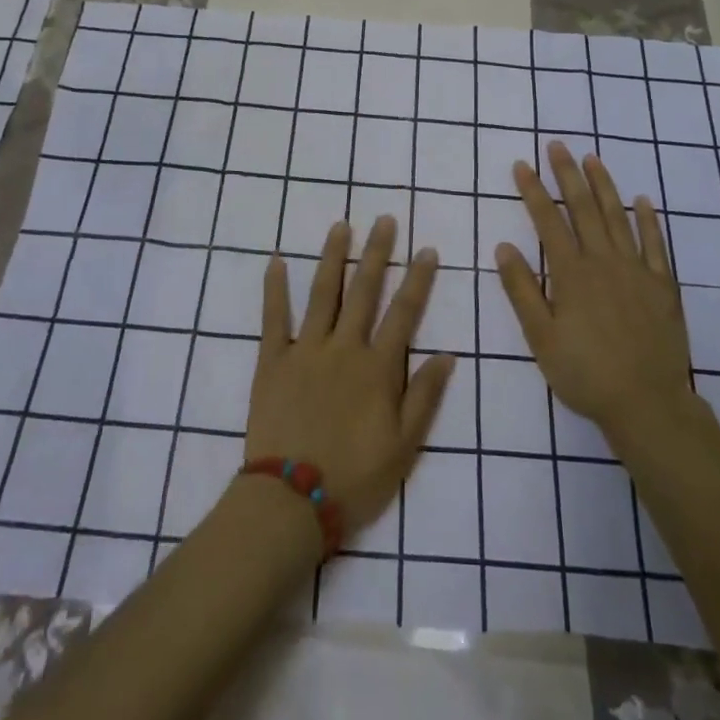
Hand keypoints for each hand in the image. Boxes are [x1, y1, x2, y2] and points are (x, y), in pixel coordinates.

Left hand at [246, 216, 455, 534]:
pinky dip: (274, 288)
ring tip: (341, 226)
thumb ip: (425, 397)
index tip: (427, 250)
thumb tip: (447, 354)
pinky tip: (275, 260)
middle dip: (377, 253)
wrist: (291, 500)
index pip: (404, 313)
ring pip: (323, 293)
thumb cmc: (355, 477)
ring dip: (333, 257)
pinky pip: (273, 317)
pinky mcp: (272, 360)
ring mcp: (305, 349)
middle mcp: (344, 347)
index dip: (418, 280)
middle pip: (365, 291)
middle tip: (385, 220)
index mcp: (377, 368)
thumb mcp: (404, 447)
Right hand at [495, 142, 698, 444]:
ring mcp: (637, 270)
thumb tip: (503, 246)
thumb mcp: (540, 338)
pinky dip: (648, 219)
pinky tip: (643, 200)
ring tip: (592, 159)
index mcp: (571, 274)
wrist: (648, 404)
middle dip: (567, 174)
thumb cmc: (585, 374)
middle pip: (584, 209)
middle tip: (557, 145)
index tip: (522, 165)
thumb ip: (522, 290)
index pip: (548, 221)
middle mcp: (604, 262)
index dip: (533, 191)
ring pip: (618, 217)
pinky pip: (656, 243)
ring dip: (604, 185)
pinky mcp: (663, 285)